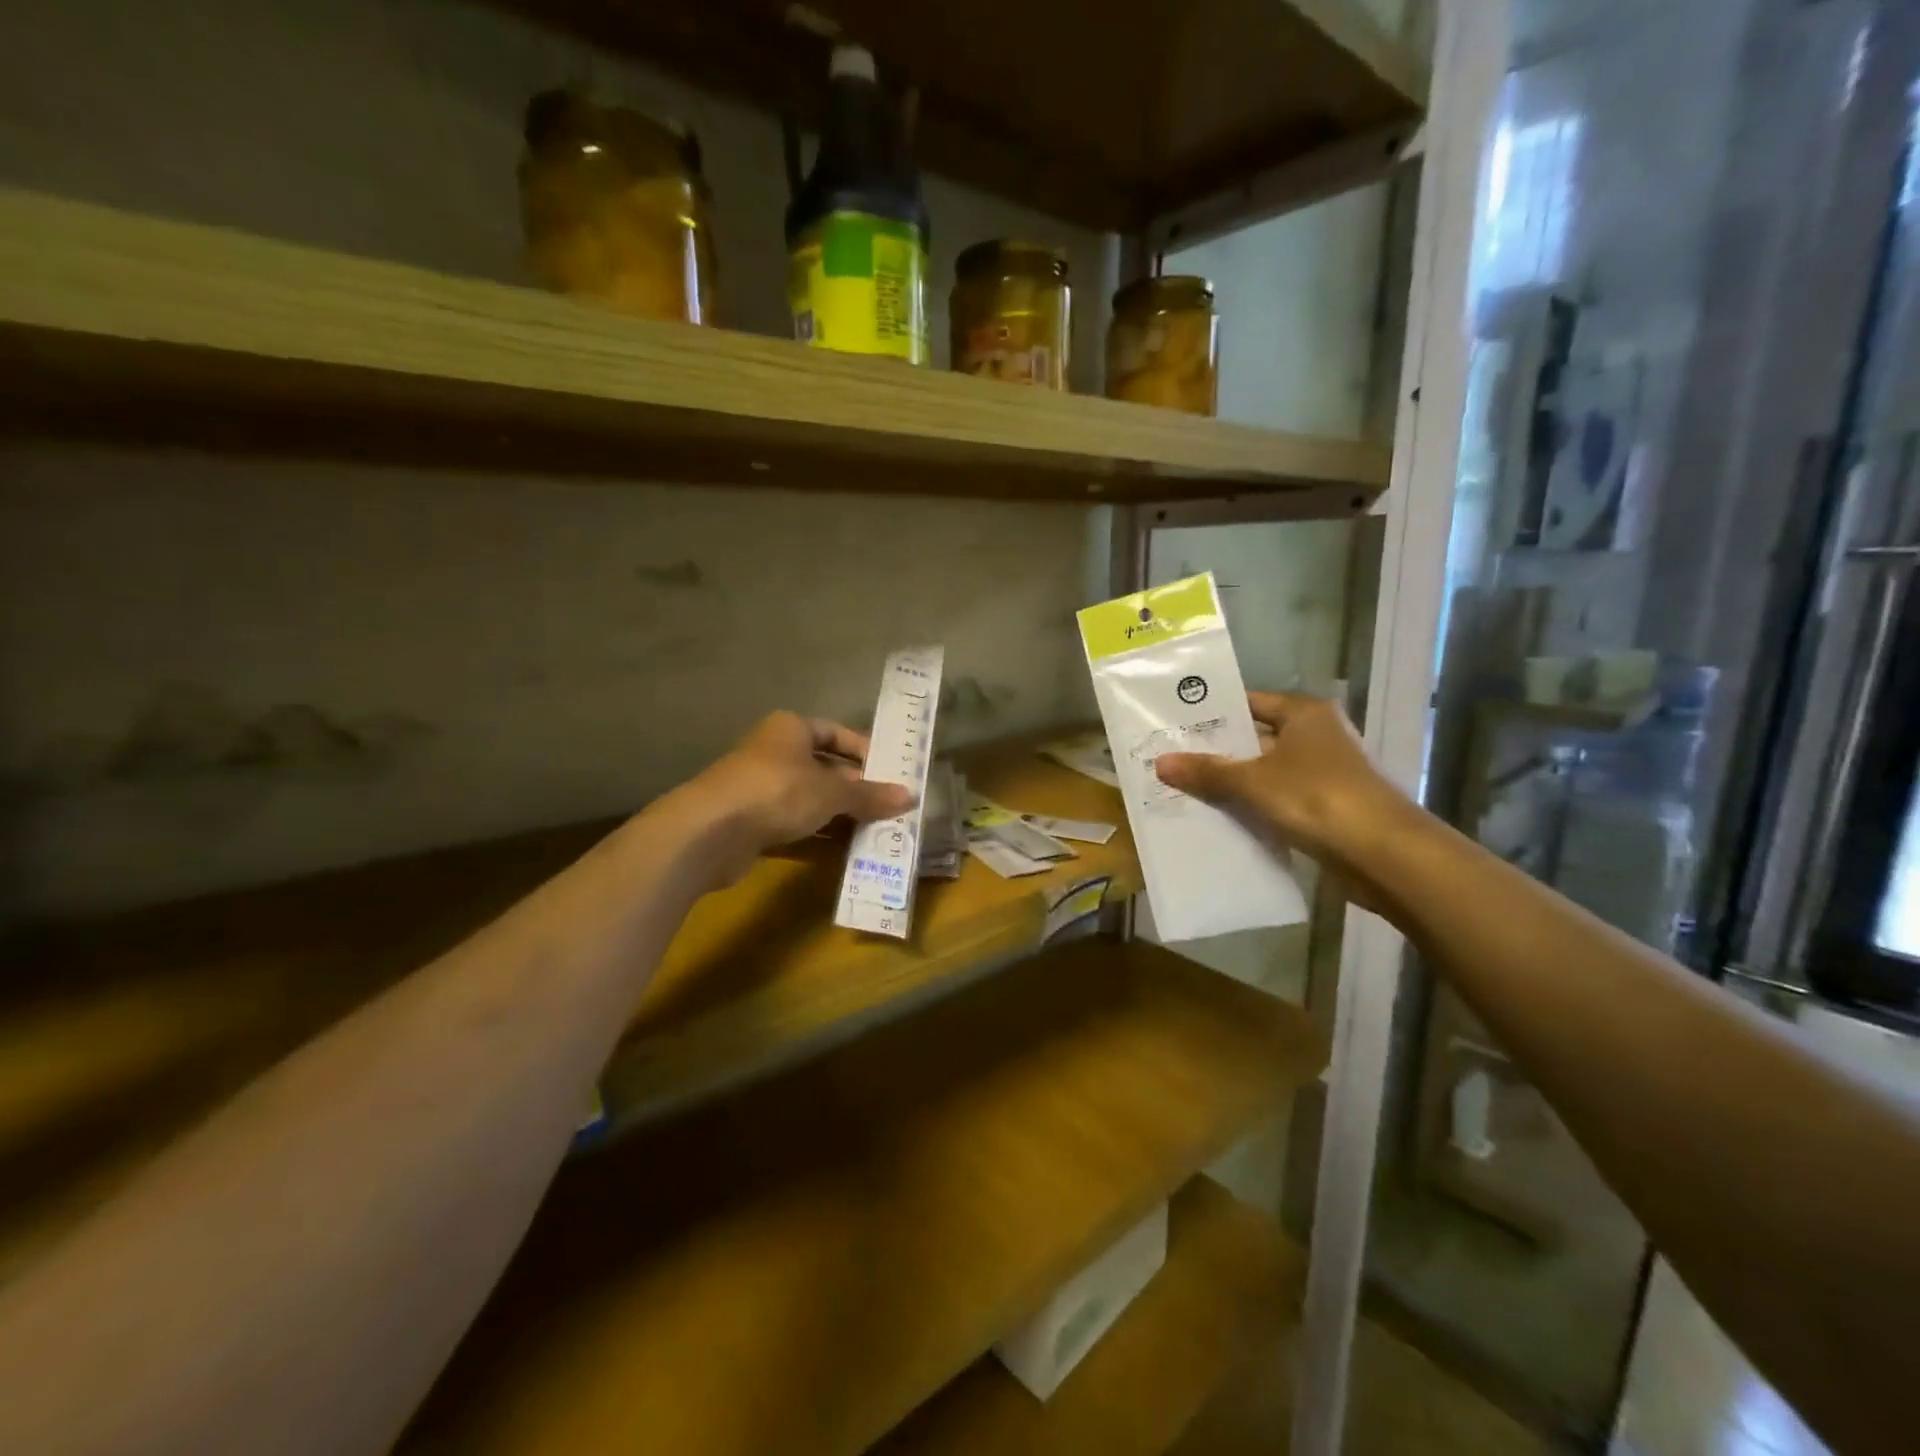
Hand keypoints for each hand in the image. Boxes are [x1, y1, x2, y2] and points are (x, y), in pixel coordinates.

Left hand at [674, 712, 913, 883]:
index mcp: (791, 729)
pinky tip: (845, 852)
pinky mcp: (751, 823)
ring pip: (810, 799)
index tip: (891, 772)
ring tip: (876, 832)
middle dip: (856, 789)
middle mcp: (774, 753)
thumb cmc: (777, 792)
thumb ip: (869, 795)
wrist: (709, 832)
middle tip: (890, 808)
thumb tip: (909, 796)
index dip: (864, 751)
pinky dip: (818, 836)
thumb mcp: (831, 792)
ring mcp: (760, 789)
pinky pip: (794, 825)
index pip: (836, 733)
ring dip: (839, 816)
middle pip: (825, 768)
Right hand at [1154, 692, 1411, 884]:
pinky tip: (1217, 818)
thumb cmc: (1317, 798)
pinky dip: (1251, 806)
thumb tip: (1160, 762)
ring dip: (1231, 783)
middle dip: (1215, 752)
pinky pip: (1276, 799)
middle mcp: (1316, 735)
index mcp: (1304, 713)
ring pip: (1264, 772)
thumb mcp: (1253, 782)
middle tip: (1168, 760)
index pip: (1248, 703)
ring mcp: (1323, 772)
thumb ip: (1207, 772)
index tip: (1172, 726)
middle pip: (1254, 738)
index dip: (1211, 714)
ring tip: (1182, 789)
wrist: (1385, 855)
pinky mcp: (1325, 806)